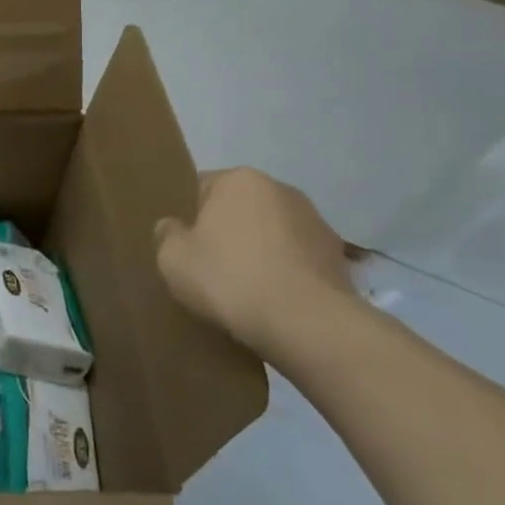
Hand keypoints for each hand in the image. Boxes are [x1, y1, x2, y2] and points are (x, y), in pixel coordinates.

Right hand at [153, 167, 354, 354]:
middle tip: (210, 268)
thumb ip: (167, 234)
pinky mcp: (338, 258)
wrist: (307, 324)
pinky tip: (274, 302)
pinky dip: (285, 274)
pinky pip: (296, 260)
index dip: (188, 218)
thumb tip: (173, 227)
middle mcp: (281, 189)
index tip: (185, 247)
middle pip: (239, 208)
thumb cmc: (229, 278)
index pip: (201, 188)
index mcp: (239, 179)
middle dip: (226, 232)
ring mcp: (316, 222)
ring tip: (245, 290)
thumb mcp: (172, 258)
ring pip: (271, 233)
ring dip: (259, 252)